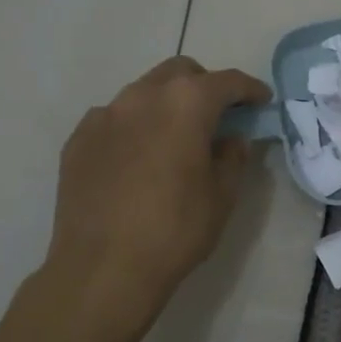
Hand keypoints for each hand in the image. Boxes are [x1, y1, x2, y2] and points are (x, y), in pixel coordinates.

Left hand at [36, 56, 270, 341]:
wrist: (102, 269)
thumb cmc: (175, 230)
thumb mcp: (222, 195)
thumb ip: (232, 157)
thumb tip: (231, 139)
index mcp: (186, 103)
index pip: (227, 82)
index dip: (250, 89)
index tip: (262, 101)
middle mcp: (142, 96)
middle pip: (181, 73)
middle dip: (205, 87)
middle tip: (218, 117)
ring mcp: (104, 115)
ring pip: (144, 92)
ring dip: (167, 105)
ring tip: (175, 139)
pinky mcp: (78, 139)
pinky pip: (114, 119)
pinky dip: (134, 127)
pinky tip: (138, 159)